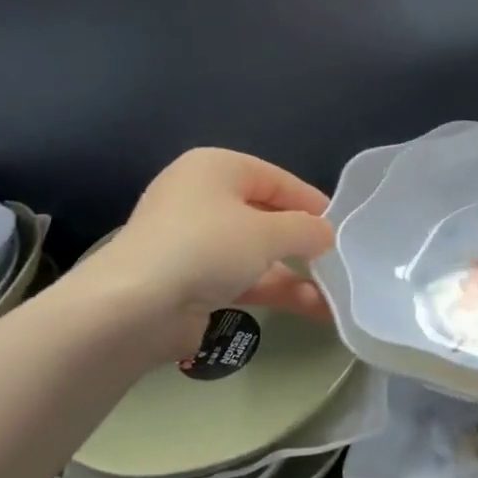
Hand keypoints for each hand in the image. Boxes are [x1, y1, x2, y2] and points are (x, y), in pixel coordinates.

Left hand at [70, 149, 334, 363]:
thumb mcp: (268, 232)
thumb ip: (306, 230)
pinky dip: (275, 290)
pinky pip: (243, 279)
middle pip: (267, 215)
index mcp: (216, 168)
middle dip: (304, 241)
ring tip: (336, 294)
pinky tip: (312, 309)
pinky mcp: (191, 281)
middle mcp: (203, 199)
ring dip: (296, 272)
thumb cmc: (206, 248)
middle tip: (339, 260)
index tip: (343, 226)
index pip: (276, 179)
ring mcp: (195, 243)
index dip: (311, 202)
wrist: (134, 309)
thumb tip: (326, 234)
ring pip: (257, 252)